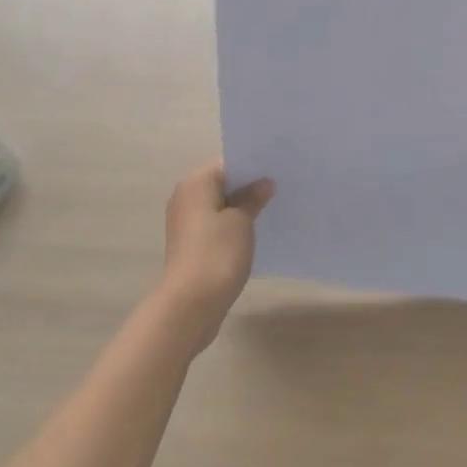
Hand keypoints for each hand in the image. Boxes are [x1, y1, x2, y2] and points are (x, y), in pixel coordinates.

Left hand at [154, 161, 273, 353]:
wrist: (190, 304)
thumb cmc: (217, 253)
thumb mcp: (241, 221)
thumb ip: (252, 198)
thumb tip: (263, 183)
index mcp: (195, 183)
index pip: (228, 163)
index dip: (253, 167)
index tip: (277, 170)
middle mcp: (185, 197)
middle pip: (222, 184)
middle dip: (248, 187)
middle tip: (281, 188)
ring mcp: (185, 223)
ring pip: (219, 206)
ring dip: (241, 208)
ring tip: (272, 210)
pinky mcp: (190, 245)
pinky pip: (215, 226)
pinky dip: (232, 227)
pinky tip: (255, 234)